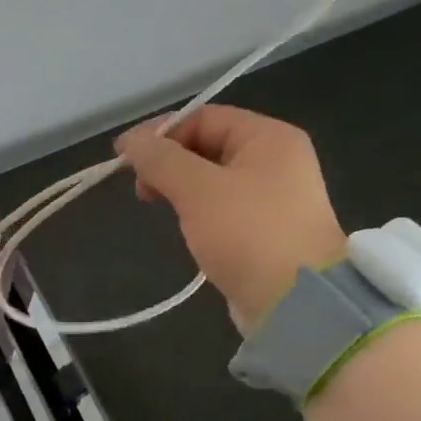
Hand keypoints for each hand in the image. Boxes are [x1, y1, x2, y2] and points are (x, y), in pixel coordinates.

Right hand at [117, 106, 346, 326]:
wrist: (297, 303)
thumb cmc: (248, 233)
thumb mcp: (197, 189)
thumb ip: (160, 159)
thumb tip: (129, 140)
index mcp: (268, 138)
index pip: (203, 118)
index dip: (160, 133)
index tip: (124, 158)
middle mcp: (276, 160)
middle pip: (207, 145)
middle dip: (168, 162)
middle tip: (141, 189)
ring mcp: (273, 196)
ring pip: (211, 178)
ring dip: (179, 187)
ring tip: (158, 206)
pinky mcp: (265, 229)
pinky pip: (222, 206)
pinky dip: (197, 209)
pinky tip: (184, 226)